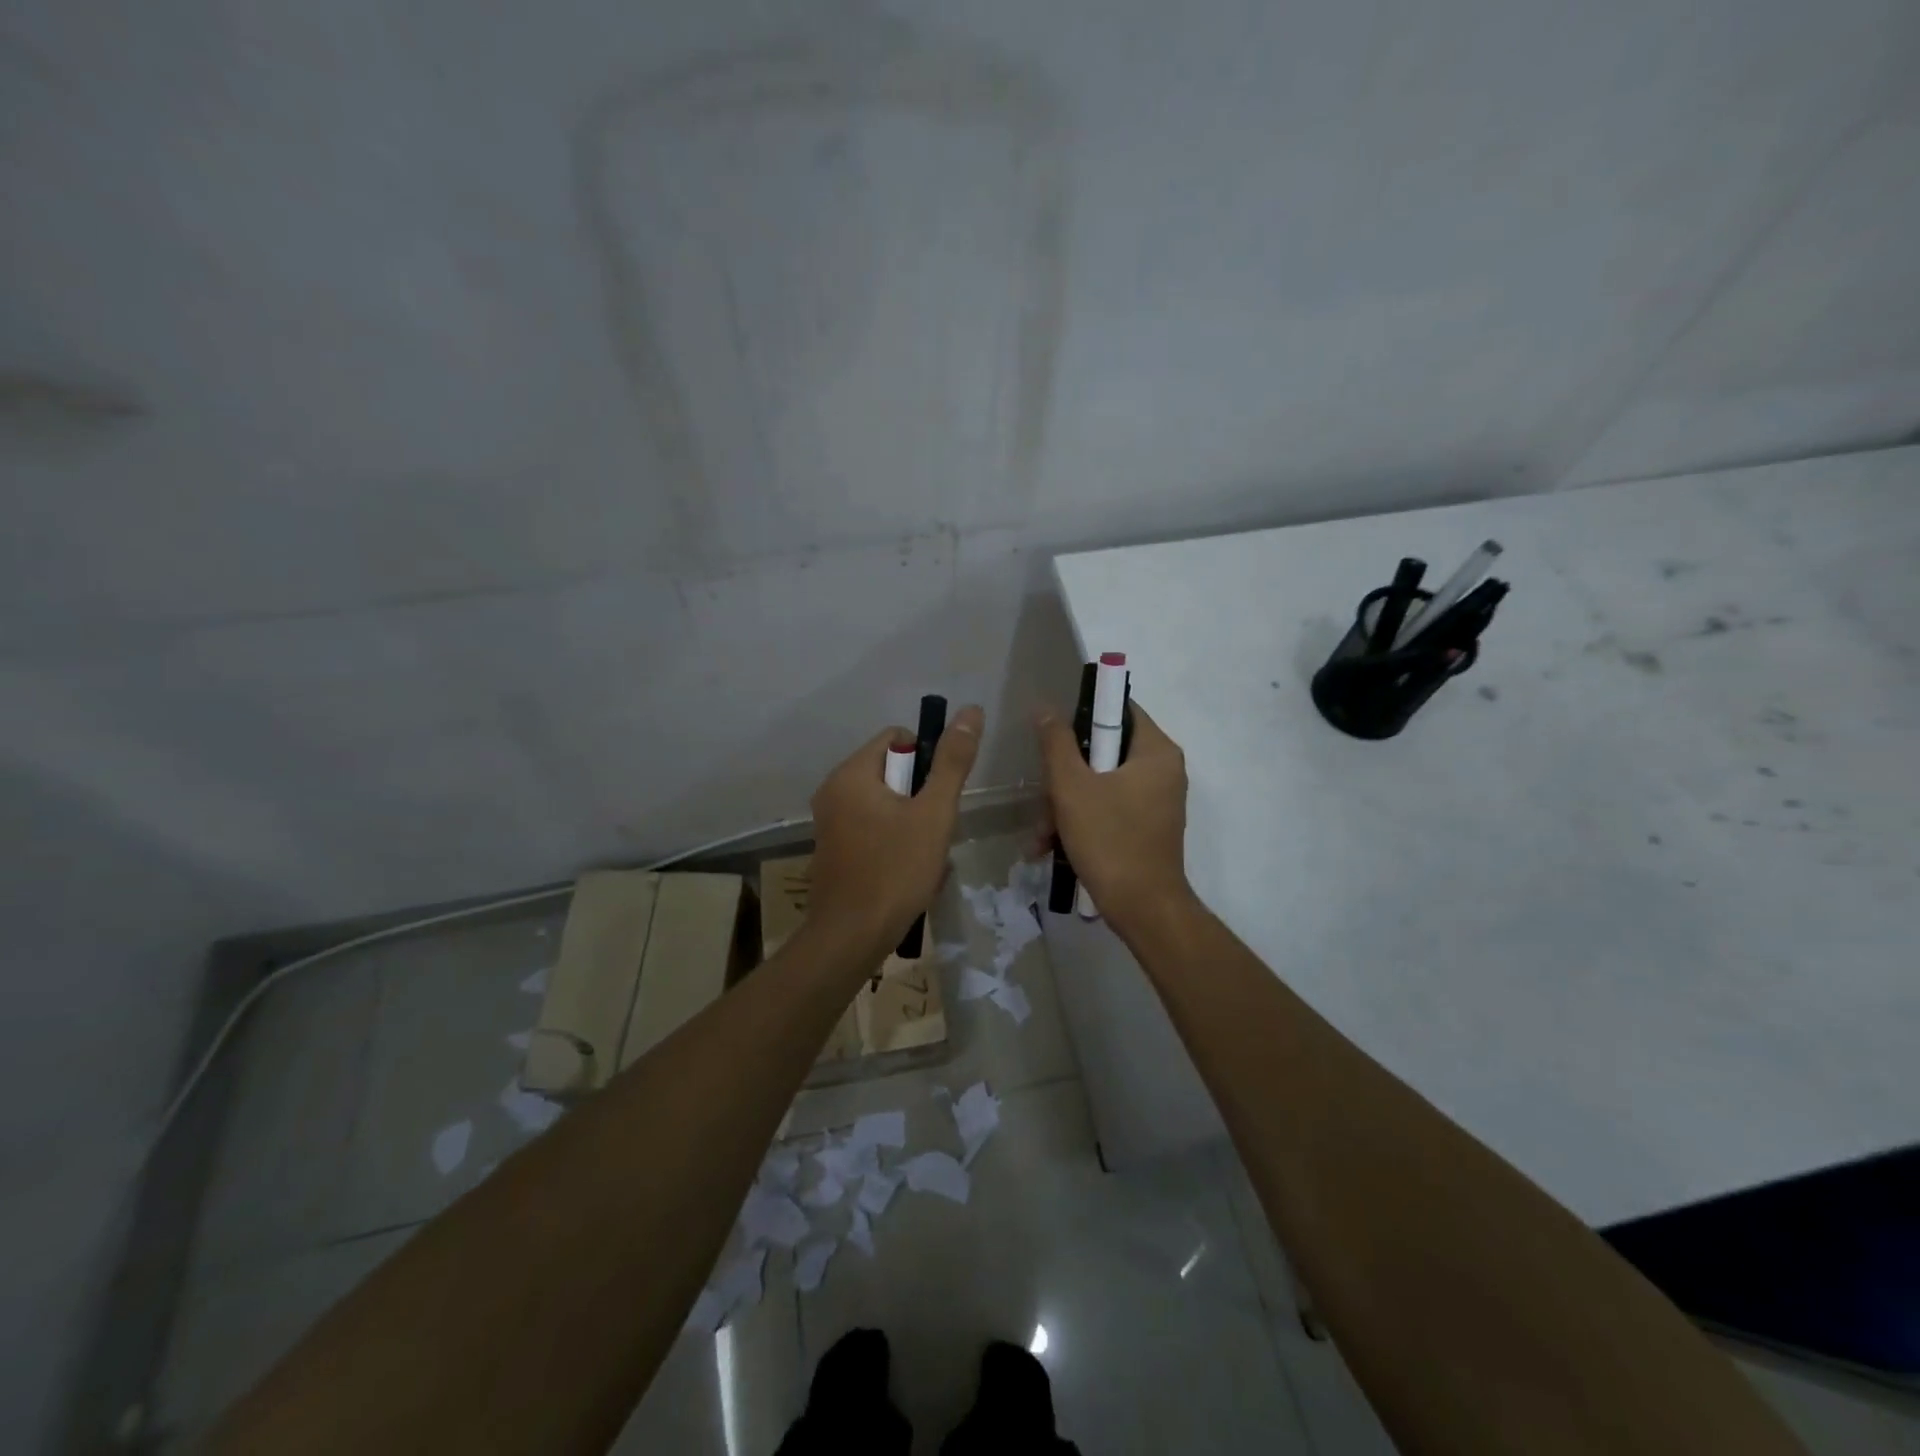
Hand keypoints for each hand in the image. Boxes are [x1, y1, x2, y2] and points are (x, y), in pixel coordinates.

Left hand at [805, 706, 983, 959]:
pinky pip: (872, 828)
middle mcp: (833, 791)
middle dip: (921, 797)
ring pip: (886, 804)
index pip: (896, 738)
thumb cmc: (895, 870)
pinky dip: (894, 840)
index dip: (927, 758)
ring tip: (925, 854)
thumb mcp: (933, 813)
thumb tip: (971, 711)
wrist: (851, 937)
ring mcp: (830, 822)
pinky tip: (909, 870)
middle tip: (935, 829)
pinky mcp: (833, 849)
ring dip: (913, 822)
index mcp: (851, 774)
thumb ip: (952, 762)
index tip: (939, 795)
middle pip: (891, 771)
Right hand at [1036, 700, 1191, 929]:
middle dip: (1064, 777)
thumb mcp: (1072, 787)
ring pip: (1100, 784)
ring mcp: (1156, 802)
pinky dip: (1080, 823)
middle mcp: (1163, 771)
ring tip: (1040, 835)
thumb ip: (1056, 743)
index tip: (1052, 732)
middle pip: (1104, 751)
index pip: (1119, 708)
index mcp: (1156, 751)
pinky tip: (1049, 846)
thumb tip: (1046, 709)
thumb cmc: (1110, 839)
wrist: (1143, 909)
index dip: (1082, 713)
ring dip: (1064, 806)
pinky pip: (1108, 809)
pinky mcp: (1146, 827)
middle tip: (1043, 799)